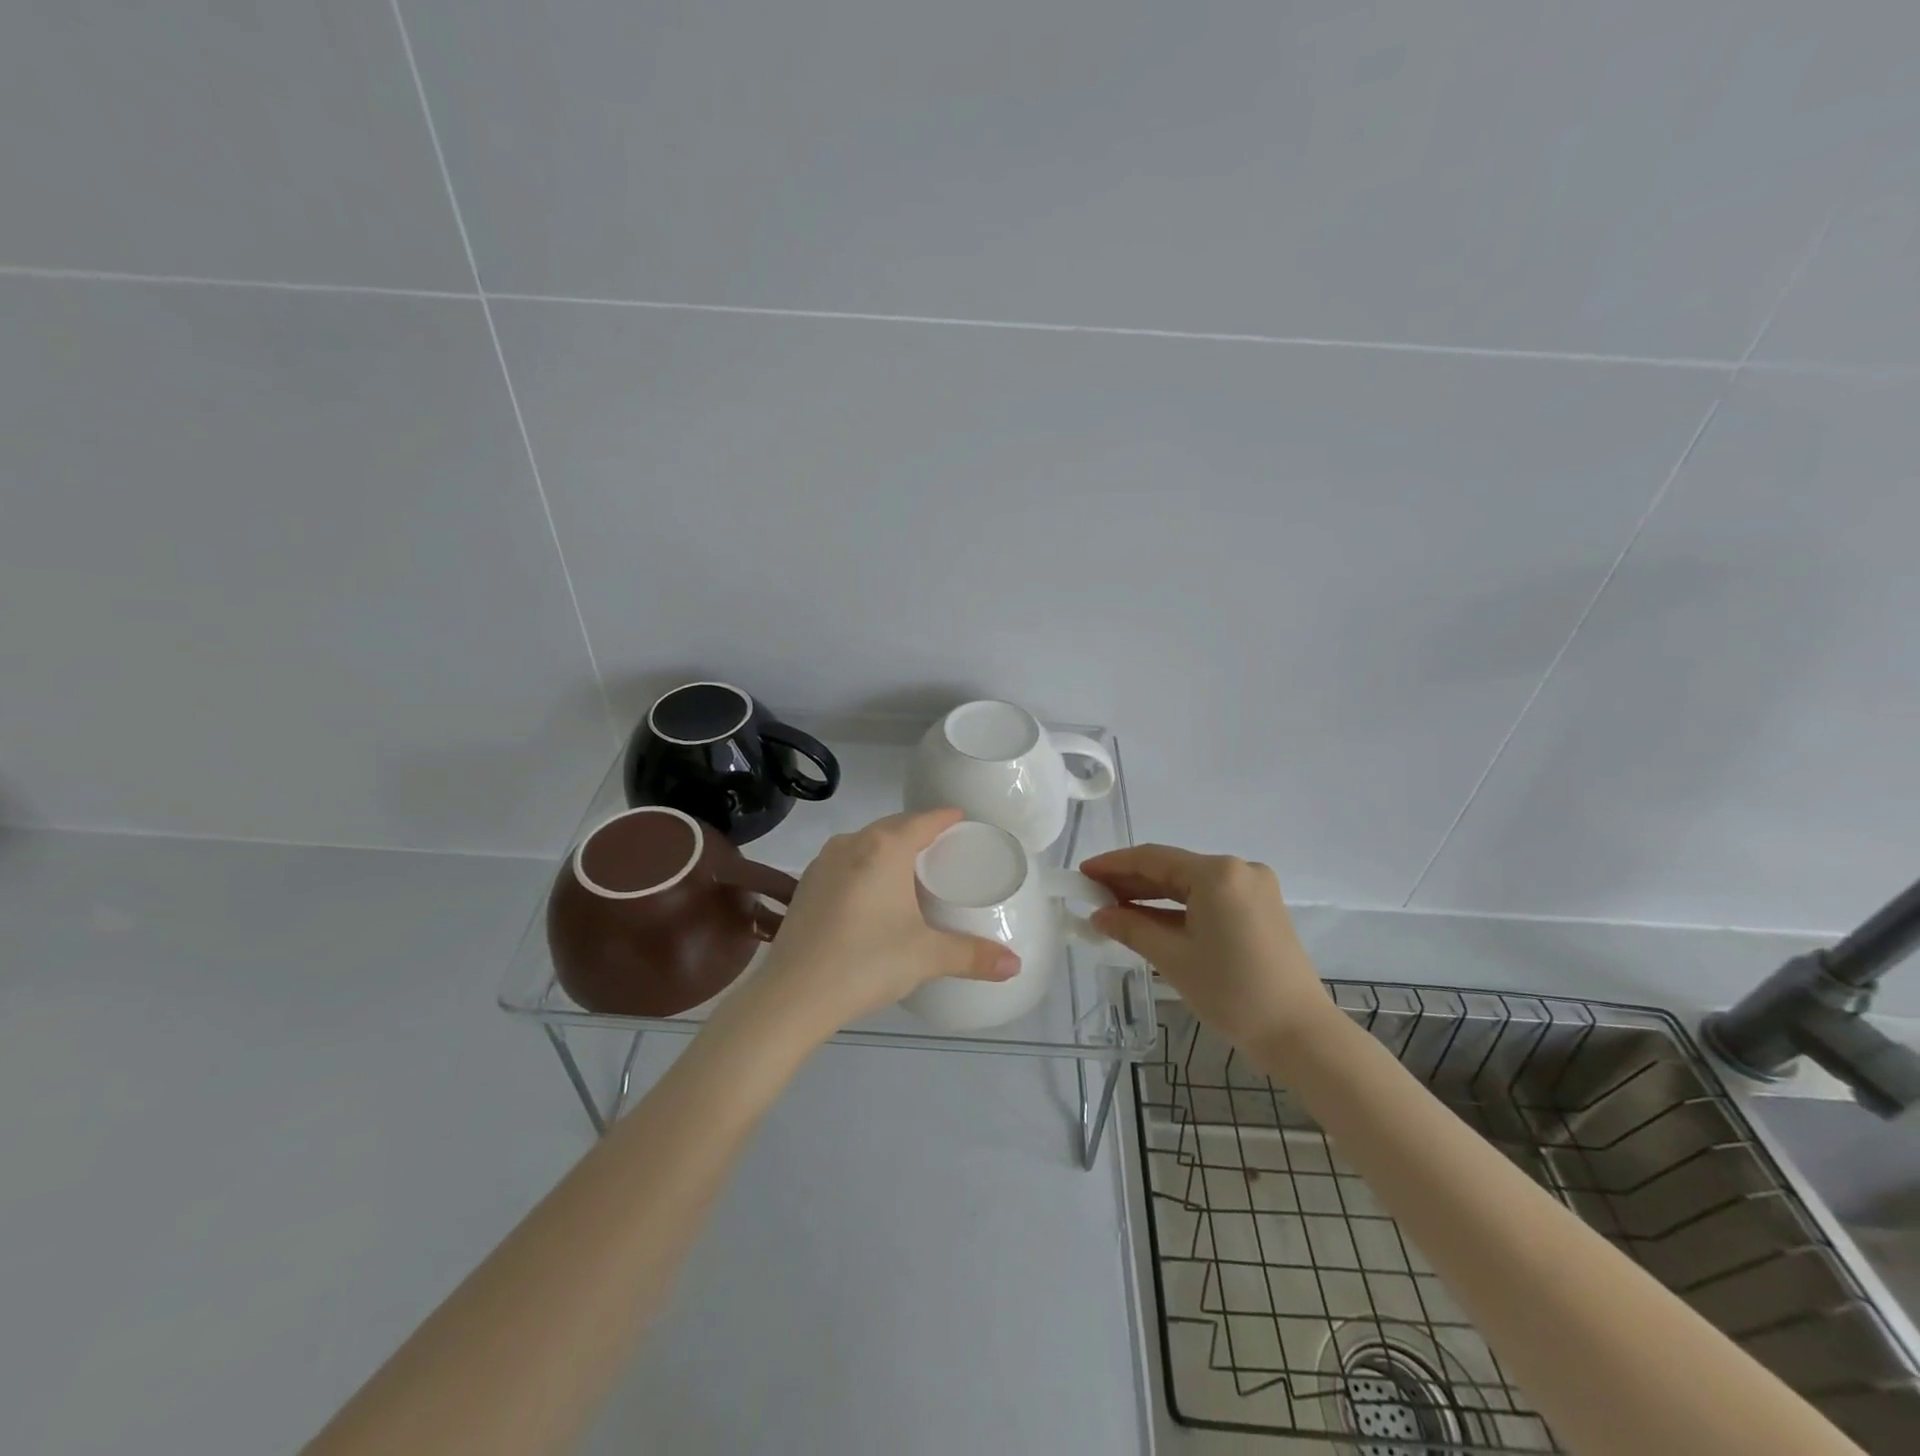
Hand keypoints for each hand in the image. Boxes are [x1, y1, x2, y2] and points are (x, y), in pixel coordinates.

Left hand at [751, 808, 1019, 1039]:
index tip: (962, 820)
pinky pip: (845, 861)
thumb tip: (1015, 965)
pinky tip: (870, 892)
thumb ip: (973, 956)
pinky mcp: (805, 885)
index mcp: (885, 848)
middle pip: (893, 826)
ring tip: (908, 868)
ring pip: (865, 842)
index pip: (923, 820)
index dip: (945, 818)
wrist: (792, 994)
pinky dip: (864, 865)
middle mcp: (852, 844)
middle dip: (918, 831)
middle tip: (942, 849)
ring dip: (888, 848)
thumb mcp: (927, 957)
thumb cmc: (867, 962)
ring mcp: (823, 862)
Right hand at [1080, 845, 1331, 1047]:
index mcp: (1218, 873)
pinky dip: (1178, 907)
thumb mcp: (1173, 958)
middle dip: (1131, 880)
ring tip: (1112, 906)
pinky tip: (1148, 918)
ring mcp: (1254, 888)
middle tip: (1092, 893)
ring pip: (1190, 884)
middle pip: (1172, 868)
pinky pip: (1209, 898)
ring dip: (1152, 895)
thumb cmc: (1232, 993)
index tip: (1082, 873)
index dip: (1113, 864)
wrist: (1300, 1035)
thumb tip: (1098, 914)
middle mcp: (1238, 869)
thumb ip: (1131, 927)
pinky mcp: (1260, 908)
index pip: (1153, 858)